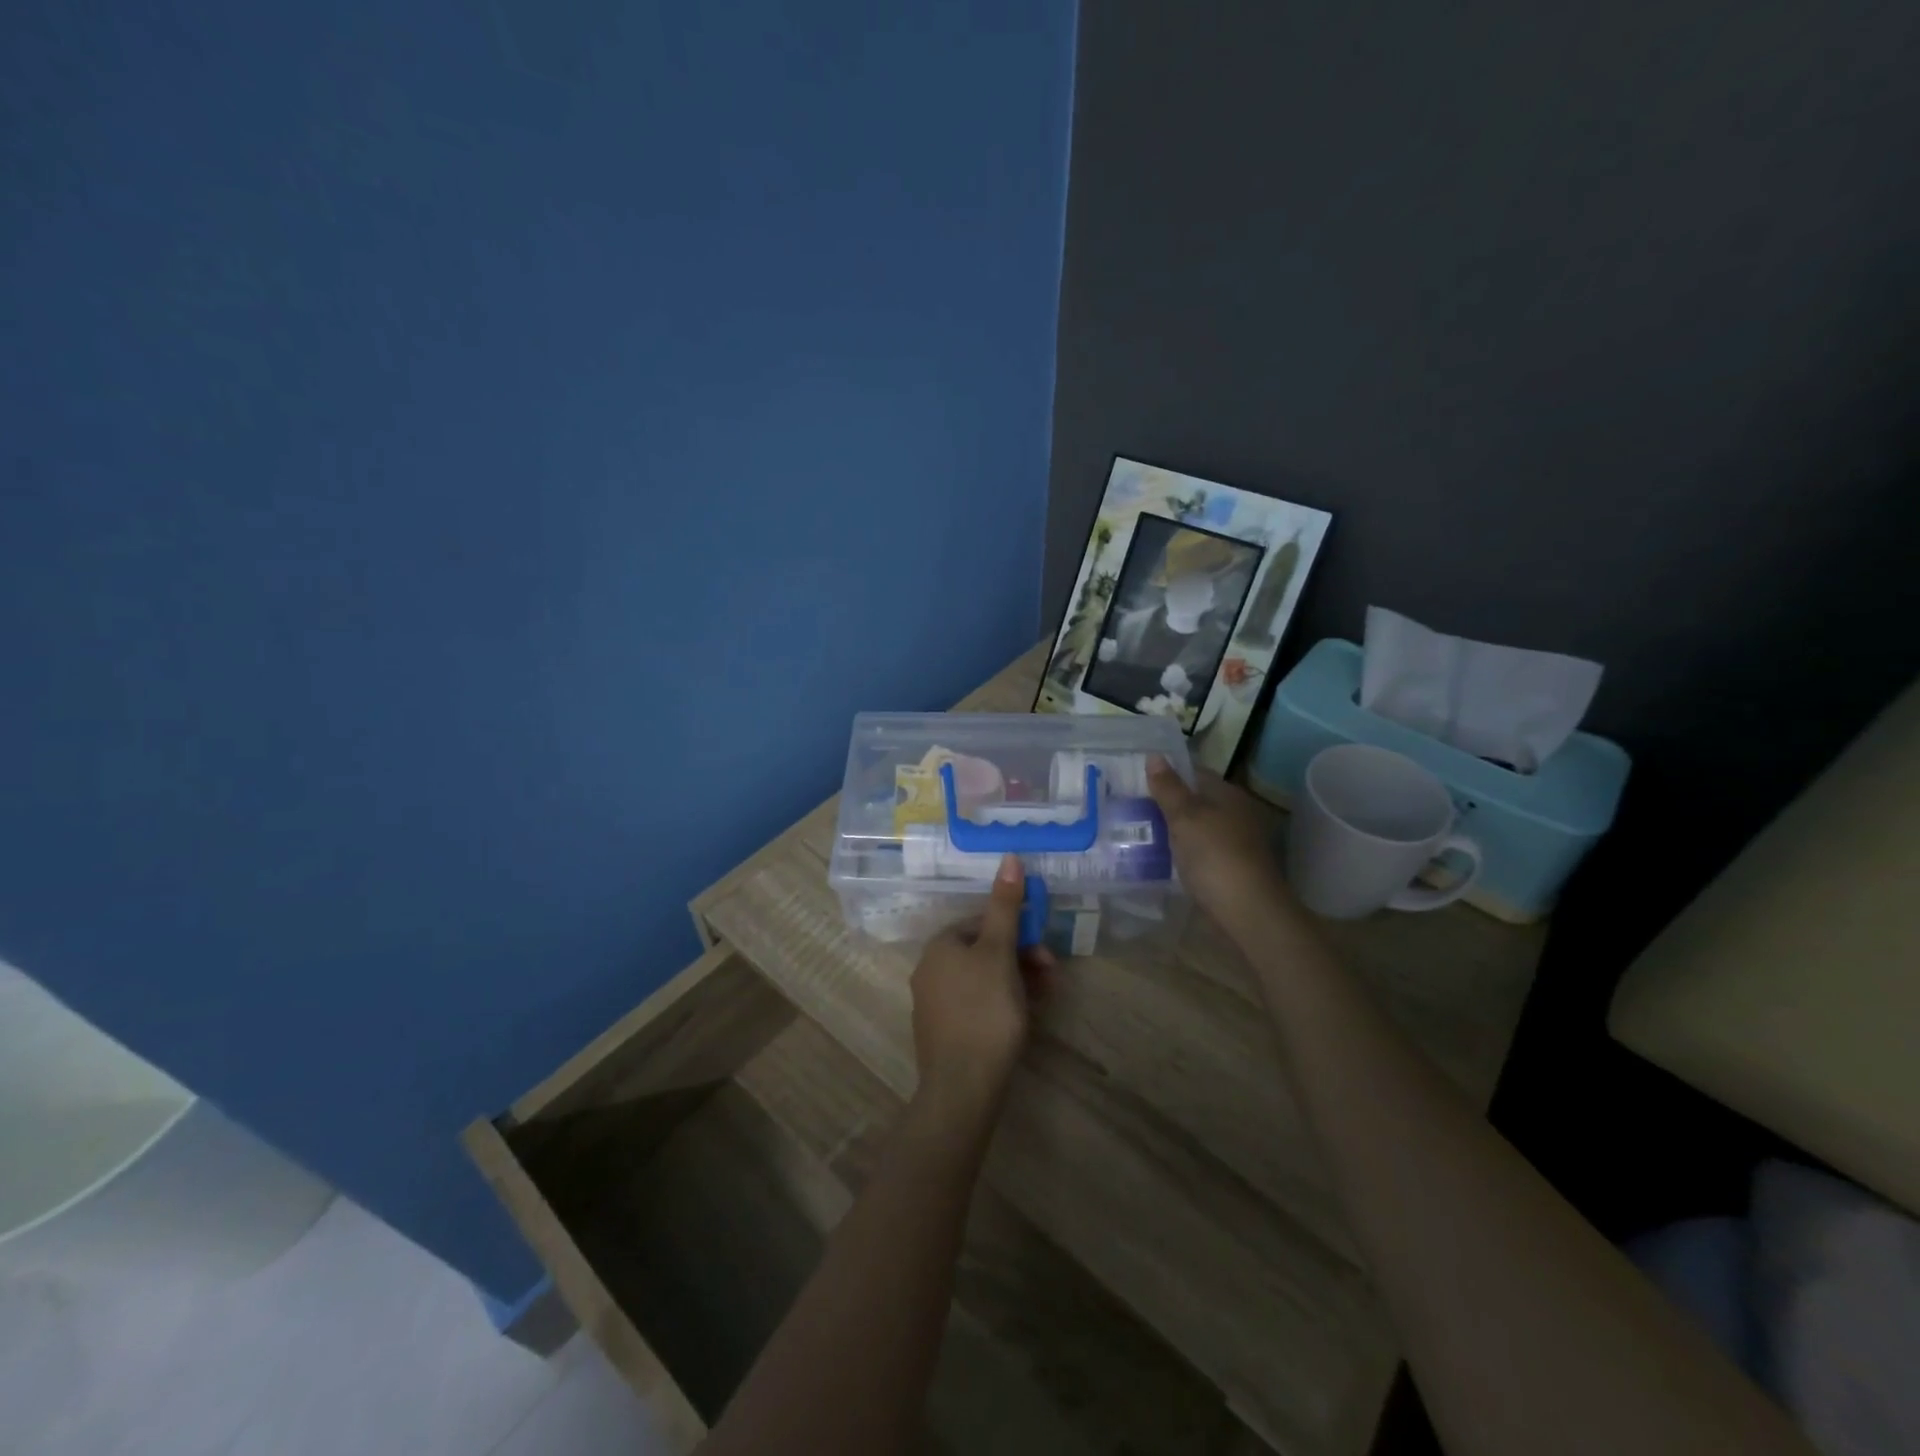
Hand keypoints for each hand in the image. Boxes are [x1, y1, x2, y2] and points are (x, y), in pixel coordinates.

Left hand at [910, 854, 1052, 1111]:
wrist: (963, 1088)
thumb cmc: (984, 1011)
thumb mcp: (1000, 953)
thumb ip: (1005, 906)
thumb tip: (1010, 856)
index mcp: (940, 946)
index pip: (982, 922)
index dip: (1017, 931)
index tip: (1045, 950)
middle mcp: (930, 969)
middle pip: (985, 951)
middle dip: (1022, 957)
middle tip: (1051, 974)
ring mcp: (935, 1003)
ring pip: (984, 979)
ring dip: (1018, 981)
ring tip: (1045, 997)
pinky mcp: (944, 1033)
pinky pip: (977, 1005)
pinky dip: (1002, 1004)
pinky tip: (1023, 1018)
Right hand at [1146, 756, 1286, 927]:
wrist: (1248, 912)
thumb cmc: (1215, 856)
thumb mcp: (1185, 818)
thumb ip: (1169, 788)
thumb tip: (1155, 756)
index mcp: (1228, 795)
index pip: (1195, 773)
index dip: (1167, 774)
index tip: (1136, 780)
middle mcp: (1236, 814)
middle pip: (1196, 801)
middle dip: (1167, 804)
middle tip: (1131, 806)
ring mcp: (1236, 843)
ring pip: (1198, 828)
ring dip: (1174, 830)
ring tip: (1139, 832)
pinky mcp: (1231, 869)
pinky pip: (1200, 851)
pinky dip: (1182, 852)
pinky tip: (1162, 859)